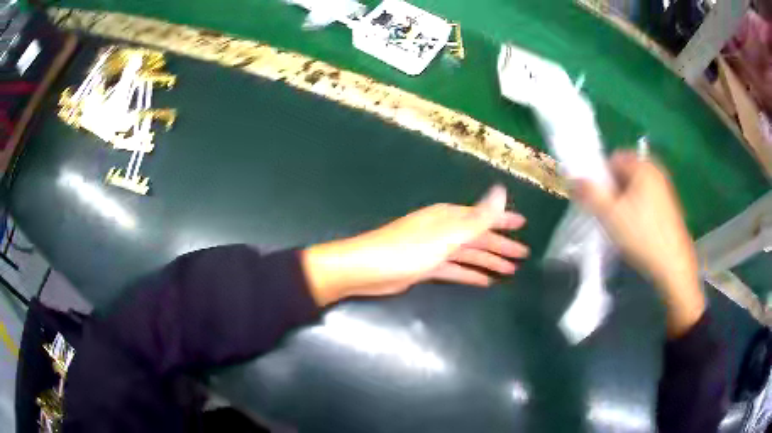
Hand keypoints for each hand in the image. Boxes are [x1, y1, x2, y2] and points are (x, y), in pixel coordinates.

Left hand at [301, 185, 528, 305]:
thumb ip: (476, 218)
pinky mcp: (425, 267)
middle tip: (523, 256)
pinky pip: (454, 269)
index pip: (484, 216)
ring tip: (510, 271)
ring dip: (488, 261)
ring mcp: (434, 249)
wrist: (364, 270)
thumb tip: (502, 192)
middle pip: (478, 237)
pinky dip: (469, 274)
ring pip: (468, 254)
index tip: (523, 225)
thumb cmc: (406, 251)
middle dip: (501, 246)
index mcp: (449, 218)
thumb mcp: (446, 235)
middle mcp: (443, 229)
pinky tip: (484, 281)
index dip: (504, 220)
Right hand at [574, 151, 704, 336]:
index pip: (614, 159)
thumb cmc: (642, 236)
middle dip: (613, 191)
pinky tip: (636, 231)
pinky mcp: (669, 207)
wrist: (673, 265)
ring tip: (621, 226)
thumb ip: (589, 193)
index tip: (598, 200)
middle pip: (625, 173)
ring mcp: (665, 189)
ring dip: (624, 202)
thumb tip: (572, 178)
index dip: (601, 177)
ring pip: (635, 189)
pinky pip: (646, 200)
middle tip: (609, 214)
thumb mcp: (610, 215)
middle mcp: (656, 171)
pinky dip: (637, 210)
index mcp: (643, 166)